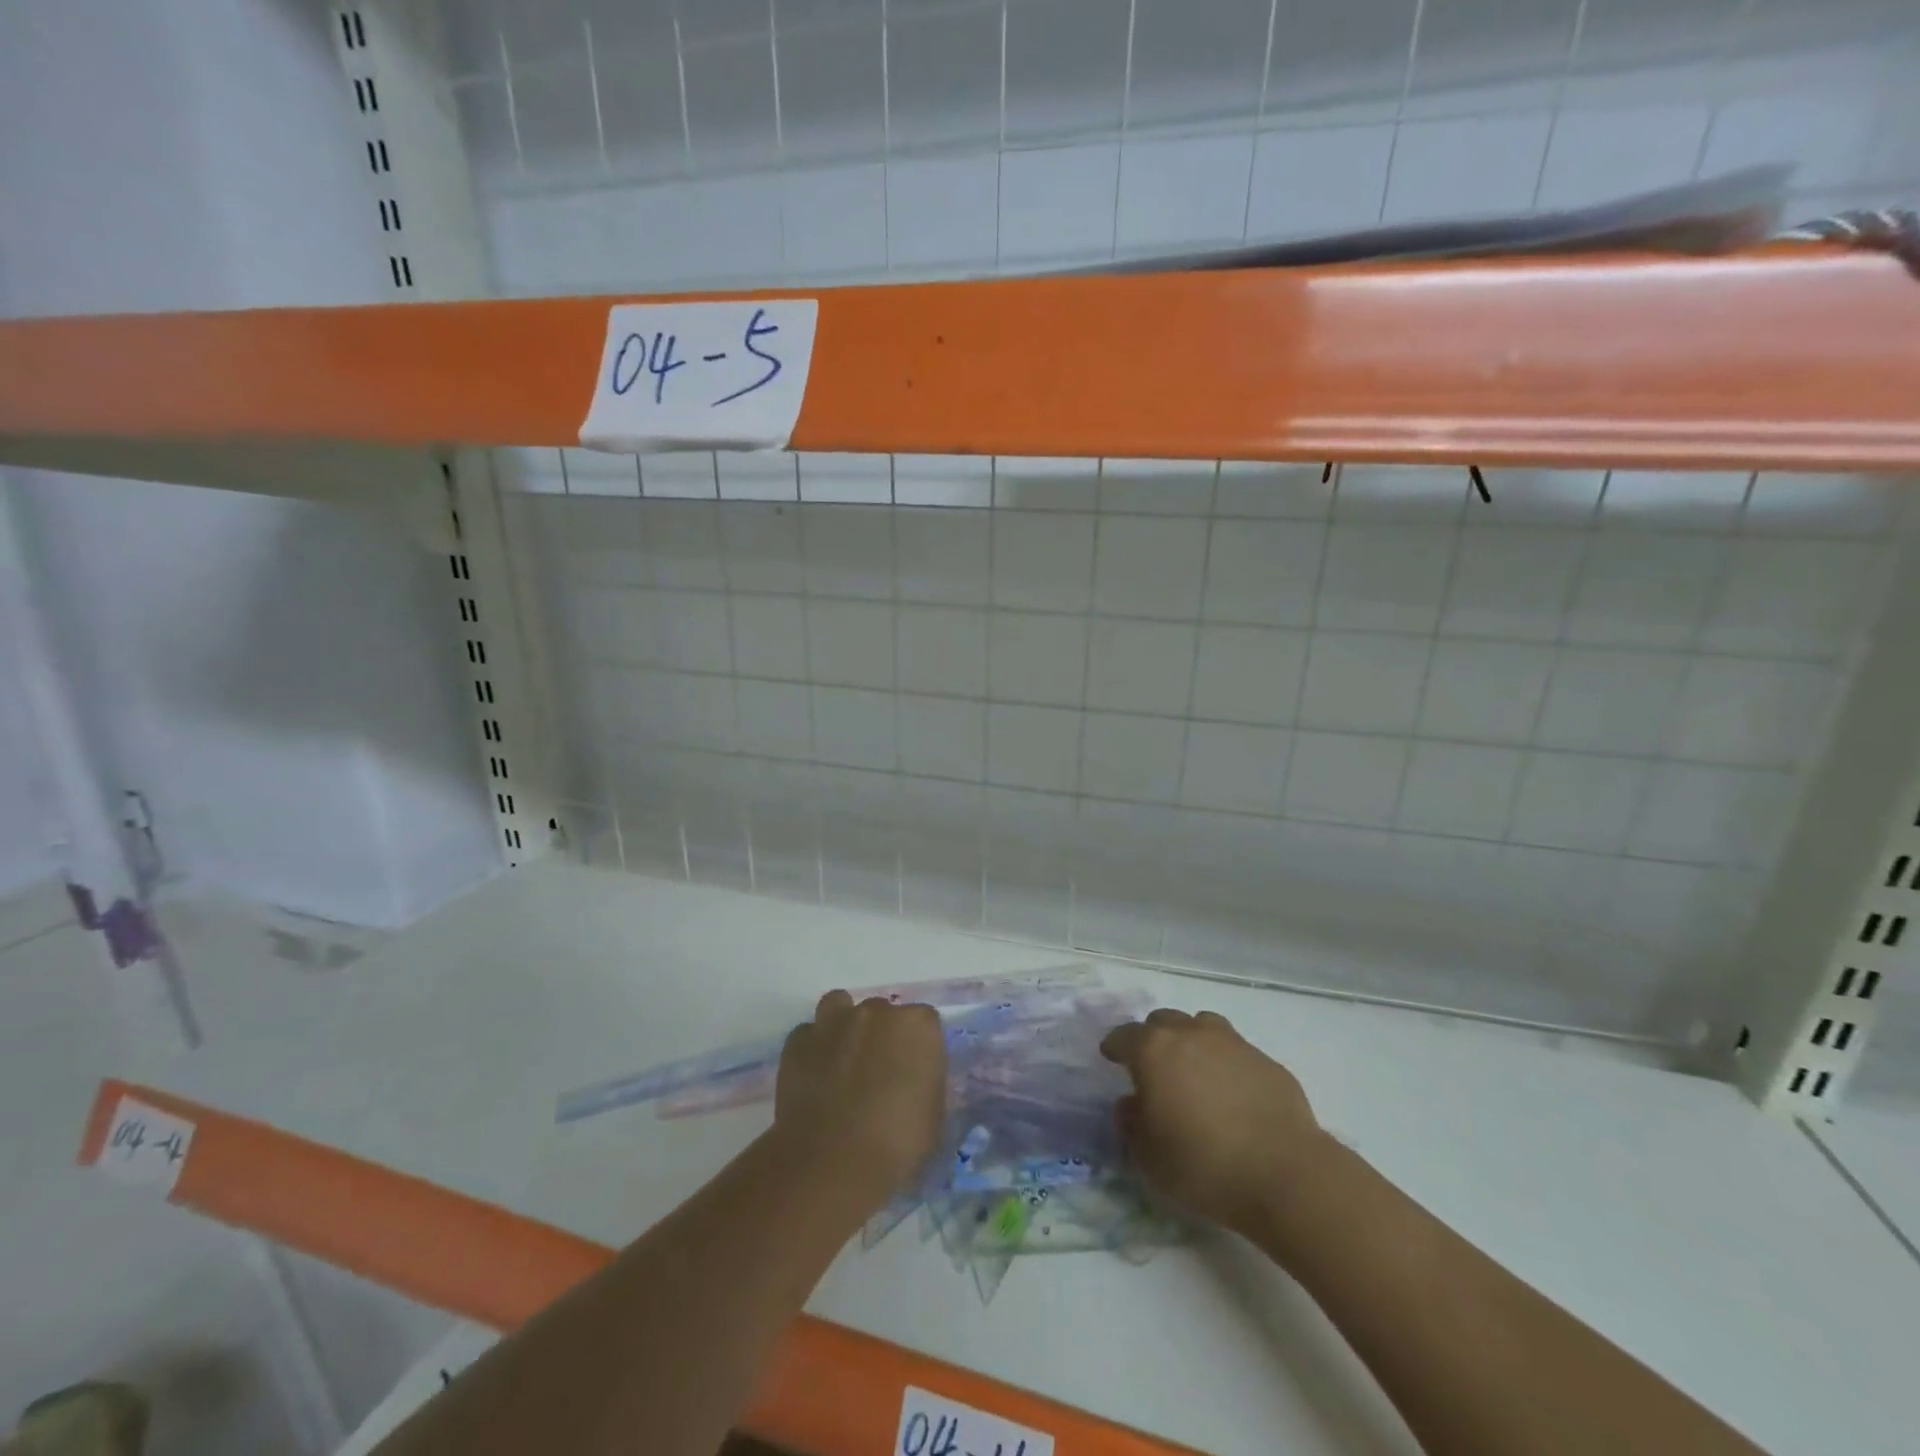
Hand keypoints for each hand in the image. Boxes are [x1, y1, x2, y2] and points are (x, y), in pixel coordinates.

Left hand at [774, 990, 947, 1211]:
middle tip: (876, 1073)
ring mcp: (834, 1022)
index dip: (918, 1047)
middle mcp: (877, 1011)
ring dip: (842, 1026)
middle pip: (882, 1012)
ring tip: (842, 1061)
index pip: (924, 1022)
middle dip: (880, 1035)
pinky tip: (813, 1077)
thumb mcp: (933, 1115)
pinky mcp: (798, 1041)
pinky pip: (807, 1035)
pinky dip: (811, 1050)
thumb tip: (913, 1082)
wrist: (833, 1161)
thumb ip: (925, 1083)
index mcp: (917, 1025)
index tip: (913, 1073)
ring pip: (839, 1007)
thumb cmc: (897, 1143)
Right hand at [1100, 1008, 1327, 1235]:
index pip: (1124, 1035)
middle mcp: (1190, 1034)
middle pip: (1163, 1021)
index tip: (1111, 1057)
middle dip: (1153, 1039)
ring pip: (1202, 1027)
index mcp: (1154, 1050)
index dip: (1115, 1046)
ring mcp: (1232, 1043)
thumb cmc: (1203, 1165)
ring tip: (1194, 1073)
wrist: (1285, 1174)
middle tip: (1154, 1069)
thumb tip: (1130, 1104)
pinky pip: (1235, 1051)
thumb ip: (1131, 1124)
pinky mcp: (1266, 1061)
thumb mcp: (1149, 1157)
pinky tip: (1232, 1095)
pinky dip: (1226, 1064)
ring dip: (1191, 1042)